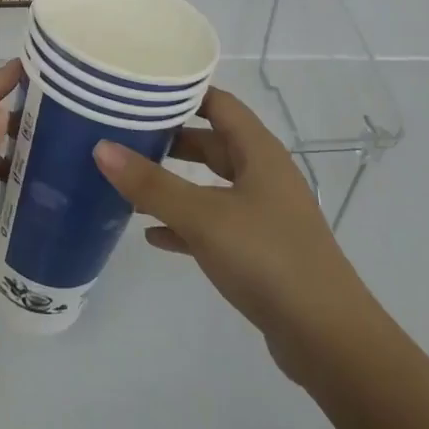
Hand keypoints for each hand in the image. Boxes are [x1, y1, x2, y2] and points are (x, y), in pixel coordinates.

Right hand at [93, 87, 373, 389]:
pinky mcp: (259, 251)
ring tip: (129, 183)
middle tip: (125, 135)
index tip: (140, 90)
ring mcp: (263, 214)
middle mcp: (264, 175)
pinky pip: (213, 225)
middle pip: (212, 143)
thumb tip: (101, 147)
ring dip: (174, 184)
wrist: (327, 338)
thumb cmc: (267, 258)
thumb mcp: (203, 216)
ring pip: (211, 186)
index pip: (219, 104)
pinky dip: (184, 224)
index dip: (183, 93)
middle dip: (171, 139)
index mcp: (259, 152)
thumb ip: (151, 184)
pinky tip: (152, 235)